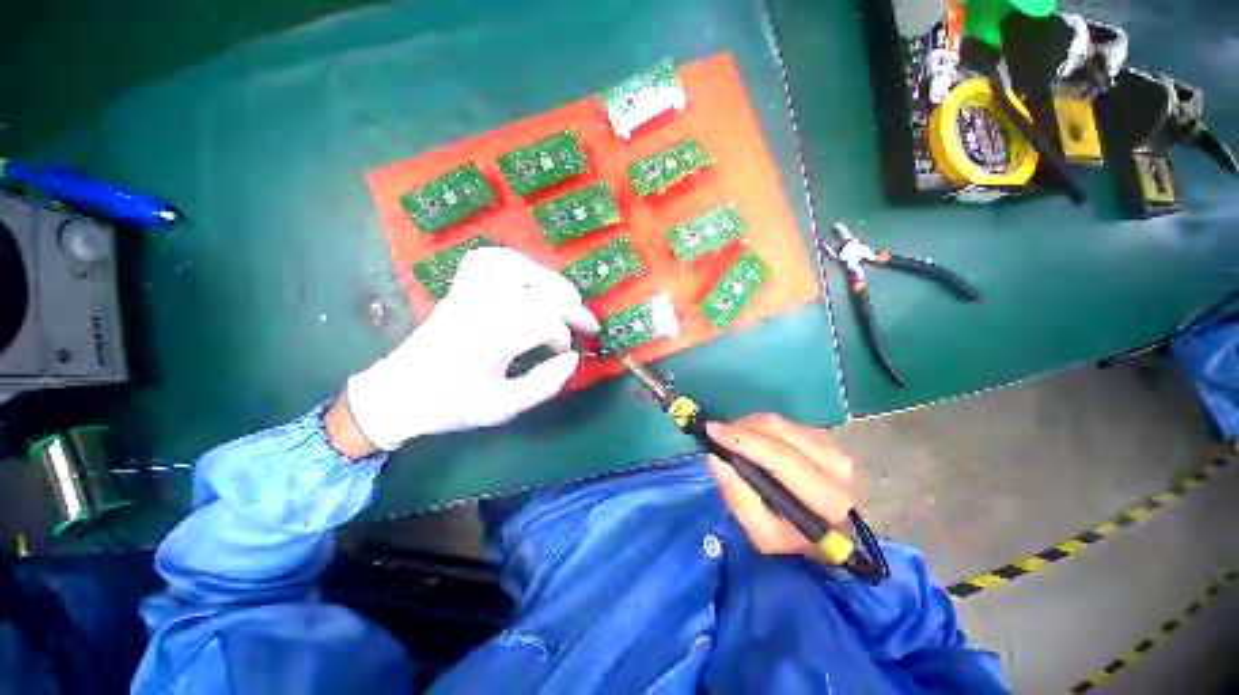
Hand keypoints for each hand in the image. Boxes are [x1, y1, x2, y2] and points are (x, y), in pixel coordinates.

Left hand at [345, 248, 598, 450]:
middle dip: (573, 307)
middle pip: (542, 291)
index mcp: (493, 338)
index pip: (546, 322)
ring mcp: (470, 292)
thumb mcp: (503, 408)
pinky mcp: (460, 288)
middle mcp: (484, 306)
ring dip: (553, 283)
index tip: (565, 355)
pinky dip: (512, 260)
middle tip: (588, 325)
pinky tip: (528, 274)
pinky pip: (487, 259)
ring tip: (567, 301)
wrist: (398, 394)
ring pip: (523, 270)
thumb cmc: (452, 405)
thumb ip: (544, 385)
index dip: (564, 337)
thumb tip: (573, 358)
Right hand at [705, 414, 855, 554]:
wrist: (837, 538)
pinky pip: (788, 424)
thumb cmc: (797, 541)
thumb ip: (739, 500)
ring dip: (751, 425)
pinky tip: (754, 439)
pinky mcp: (830, 440)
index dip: (742, 440)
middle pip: (779, 432)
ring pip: (782, 424)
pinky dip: (764, 427)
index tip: (711, 430)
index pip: (779, 457)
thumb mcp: (764, 535)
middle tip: (717, 433)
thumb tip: (716, 460)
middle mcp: (837, 467)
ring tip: (734, 438)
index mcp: (827, 498)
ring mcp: (836, 449)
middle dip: (742, 427)